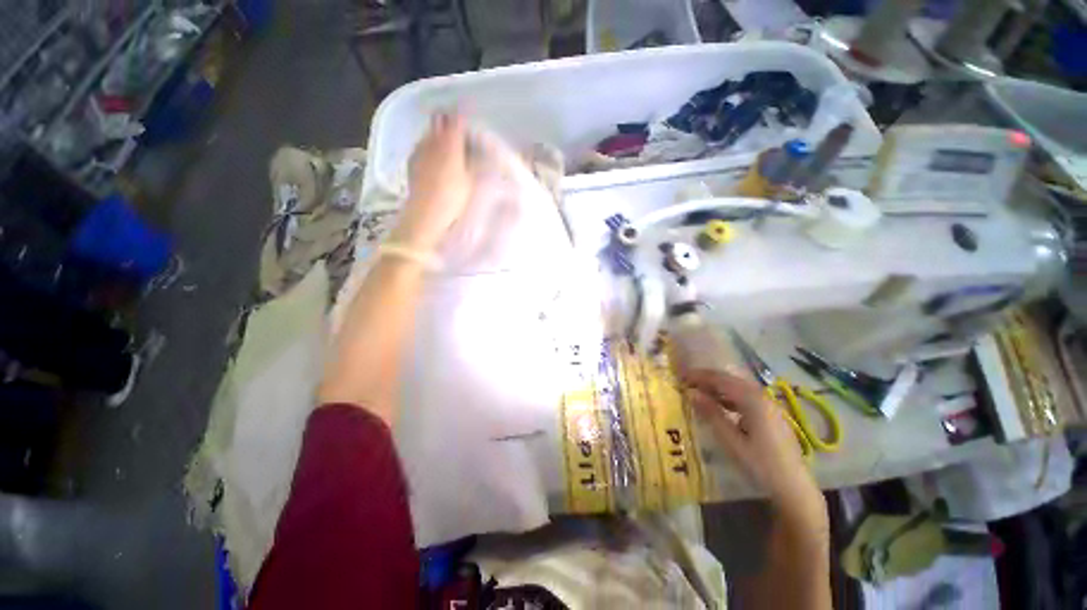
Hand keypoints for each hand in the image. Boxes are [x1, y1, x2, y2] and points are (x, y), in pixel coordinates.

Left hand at [394, 113, 473, 250]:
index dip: (463, 114)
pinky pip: (423, 147)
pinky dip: (430, 146)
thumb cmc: (453, 198)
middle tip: (460, 130)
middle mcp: (432, 141)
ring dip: (439, 134)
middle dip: (449, 122)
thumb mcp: (471, 181)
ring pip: (430, 134)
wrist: (425, 216)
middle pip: (439, 122)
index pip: (456, 119)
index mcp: (449, 143)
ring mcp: (419, 151)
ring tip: (449, 143)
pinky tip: (435, 157)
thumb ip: (475, 162)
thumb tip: (481, 150)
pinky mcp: (412, 163)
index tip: (470, 114)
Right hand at [684, 369, 827, 533]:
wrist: (794, 488)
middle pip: (730, 379)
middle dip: (707, 378)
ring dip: (717, 386)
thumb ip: (711, 414)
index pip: (720, 379)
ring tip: (699, 391)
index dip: (699, 377)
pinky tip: (720, 404)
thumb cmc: (760, 465)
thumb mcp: (731, 441)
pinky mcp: (771, 414)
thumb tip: (690, 393)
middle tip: (686, 382)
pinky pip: (745, 396)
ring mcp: (769, 405)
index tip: (680, 378)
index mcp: (753, 401)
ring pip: (738, 386)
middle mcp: (762, 397)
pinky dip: (729, 395)